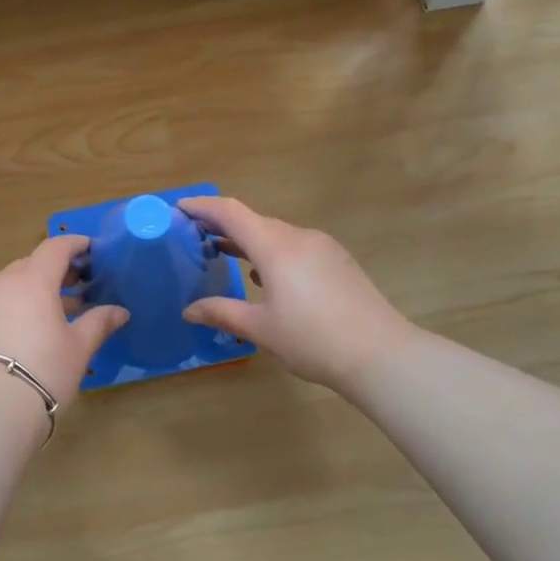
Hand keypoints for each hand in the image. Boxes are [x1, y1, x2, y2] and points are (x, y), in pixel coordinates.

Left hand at [0, 234, 128, 415]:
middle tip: (79, 285)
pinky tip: (28, 329)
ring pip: (11, 284)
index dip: (75, 245)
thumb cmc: (43, 371)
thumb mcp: (78, 347)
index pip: (55, 248)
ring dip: (34, 290)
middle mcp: (1, 282)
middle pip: (31, 265)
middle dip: (56, 271)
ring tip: (57, 312)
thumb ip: (99, 322)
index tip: (92, 249)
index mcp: (32, 280)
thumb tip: (120, 311)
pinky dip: (14, 306)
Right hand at [179, 196, 411, 393]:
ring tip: (223, 254)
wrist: (381, 354)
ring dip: (248, 240)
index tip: (178, 208)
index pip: (231, 212)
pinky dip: (271, 252)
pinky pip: (295, 246)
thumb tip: (189, 310)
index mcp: (276, 247)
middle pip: (254, 221)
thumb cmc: (313, 339)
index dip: (202, 206)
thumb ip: (222, 313)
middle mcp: (299, 237)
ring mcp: (323, 248)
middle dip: (222, 225)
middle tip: (193, 237)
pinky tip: (265, 276)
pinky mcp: (338, 261)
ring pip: (276, 234)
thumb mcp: (261, 329)